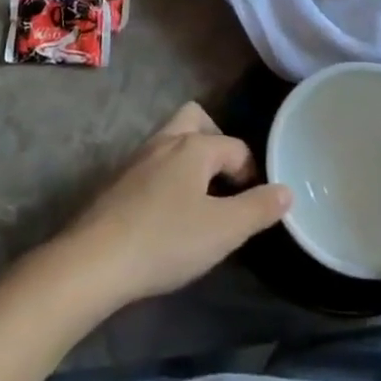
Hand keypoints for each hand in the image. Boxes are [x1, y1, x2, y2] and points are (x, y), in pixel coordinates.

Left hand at [59, 103, 291, 309]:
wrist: (94, 261)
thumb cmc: (166, 240)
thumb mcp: (223, 231)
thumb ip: (258, 209)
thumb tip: (286, 190)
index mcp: (194, 146)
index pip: (235, 147)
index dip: (251, 173)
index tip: (254, 205)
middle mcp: (165, 141)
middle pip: (196, 120)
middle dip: (216, 142)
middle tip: (225, 180)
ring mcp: (136, 159)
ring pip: (171, 140)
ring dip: (190, 160)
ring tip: (200, 199)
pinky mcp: (117, 181)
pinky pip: (152, 164)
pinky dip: (167, 177)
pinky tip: (168, 213)